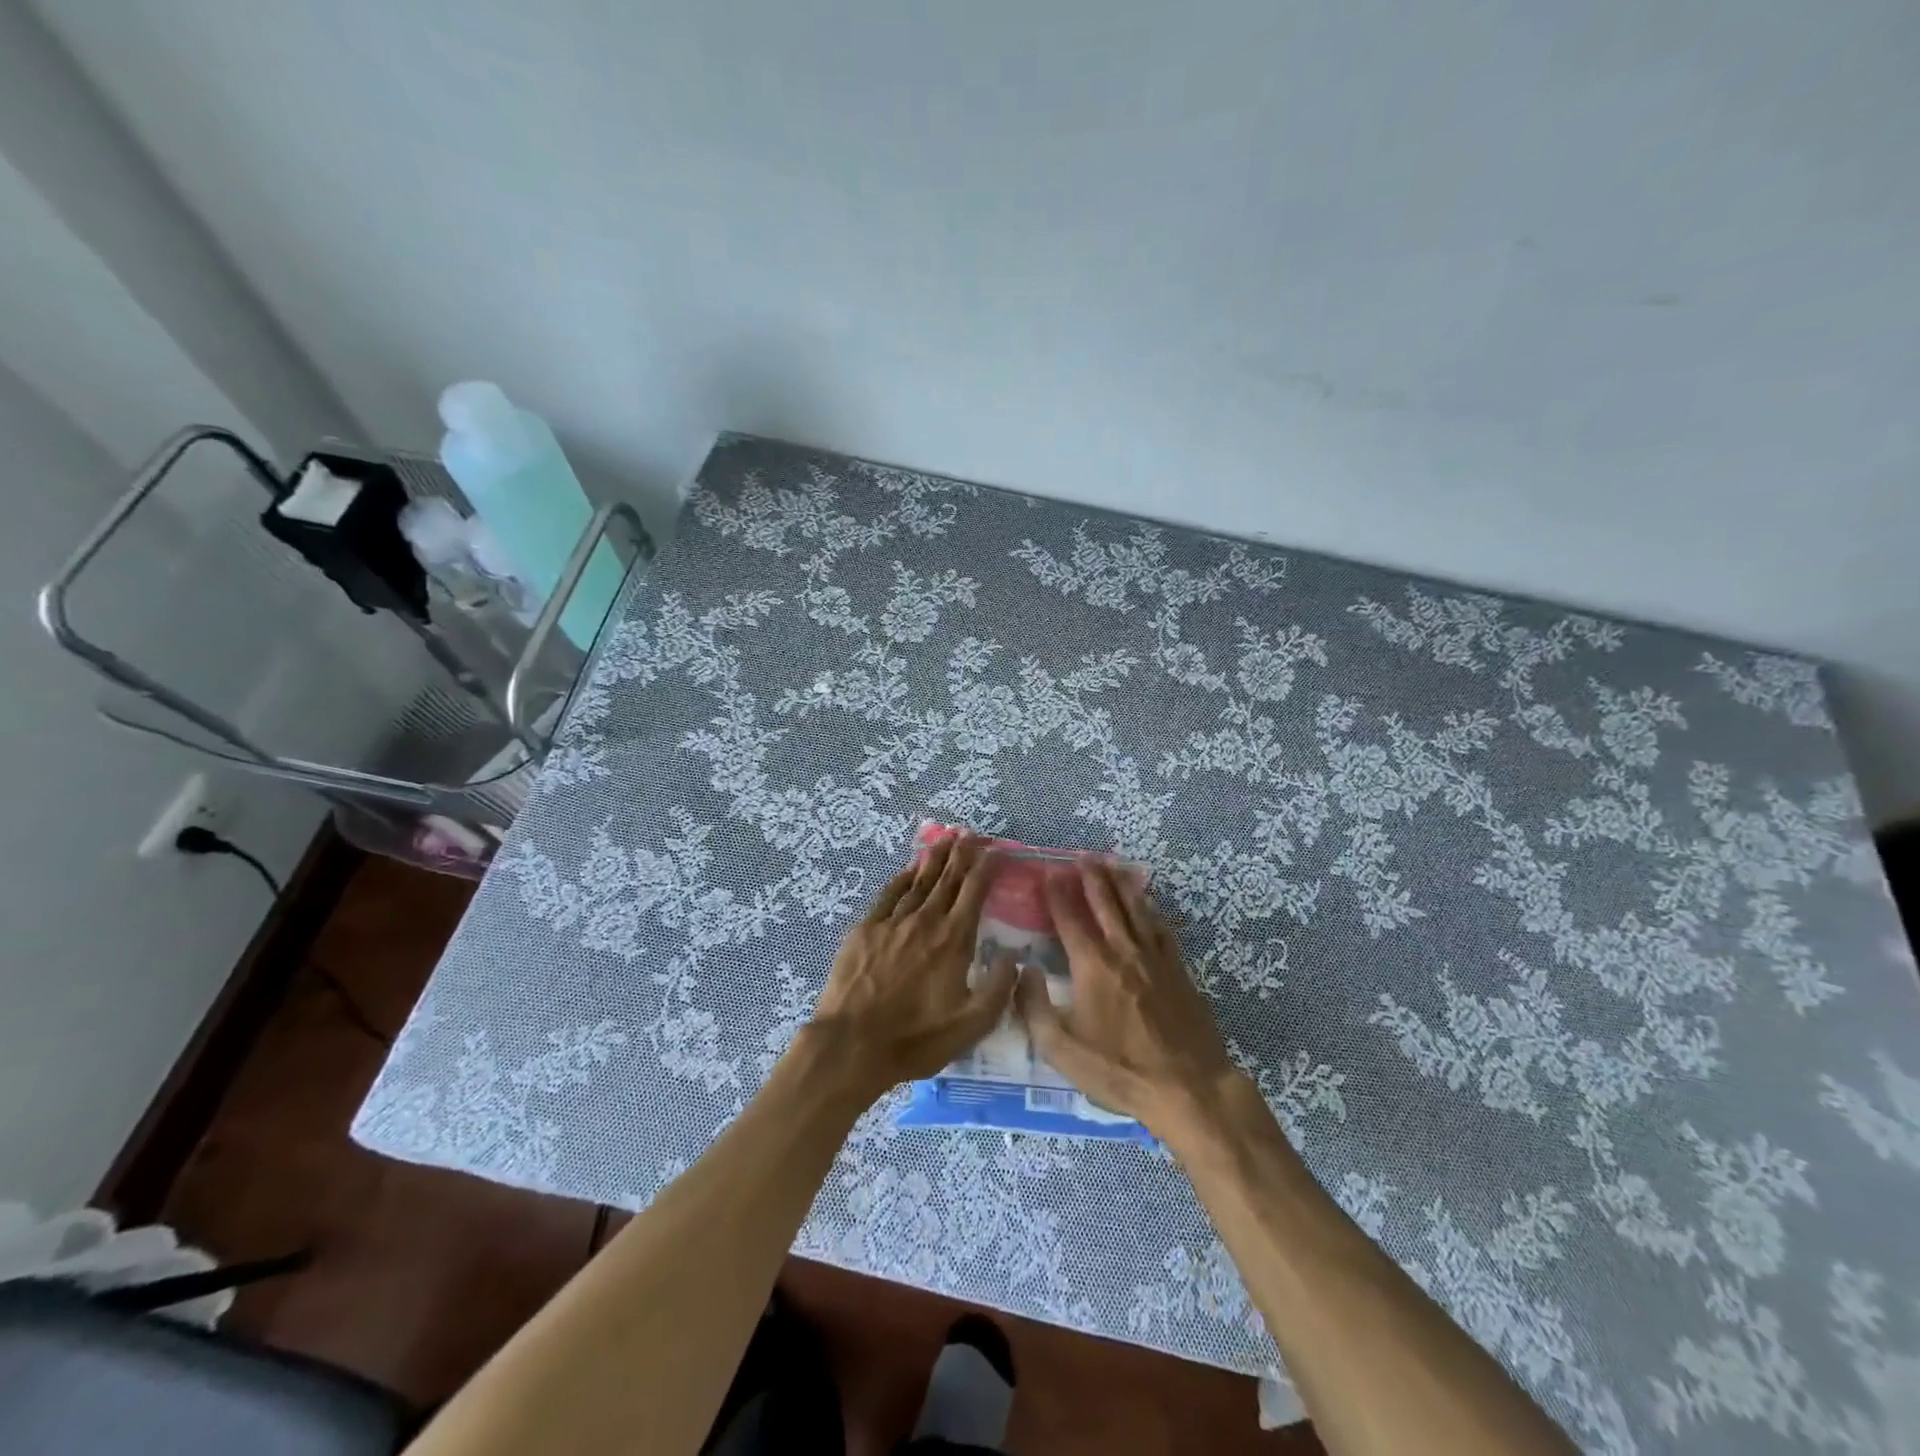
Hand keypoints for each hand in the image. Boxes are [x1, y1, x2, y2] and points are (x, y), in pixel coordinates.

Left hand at [807, 831, 1017, 1101]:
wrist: (853, 1044)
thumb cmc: (916, 1038)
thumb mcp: (971, 1025)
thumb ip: (999, 989)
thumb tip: (1015, 958)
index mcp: (953, 940)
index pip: (974, 893)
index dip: (986, 869)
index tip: (995, 851)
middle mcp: (925, 921)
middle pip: (947, 879)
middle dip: (961, 854)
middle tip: (970, 833)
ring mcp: (892, 922)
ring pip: (919, 881)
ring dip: (934, 859)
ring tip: (946, 839)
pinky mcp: (865, 930)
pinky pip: (888, 895)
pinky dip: (902, 878)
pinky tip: (909, 869)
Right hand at [1017, 860, 1240, 1135]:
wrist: (1188, 1087)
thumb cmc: (1119, 1070)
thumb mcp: (1061, 1050)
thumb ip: (1034, 1007)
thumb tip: (1023, 971)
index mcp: (1093, 966)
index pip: (1070, 919)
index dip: (1057, 893)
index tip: (1049, 871)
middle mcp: (1123, 951)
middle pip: (1105, 904)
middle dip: (1091, 877)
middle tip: (1081, 856)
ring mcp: (1155, 958)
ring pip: (1135, 909)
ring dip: (1120, 884)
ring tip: (1111, 863)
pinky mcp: (1178, 970)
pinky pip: (1160, 928)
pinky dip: (1150, 909)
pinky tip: (1147, 902)